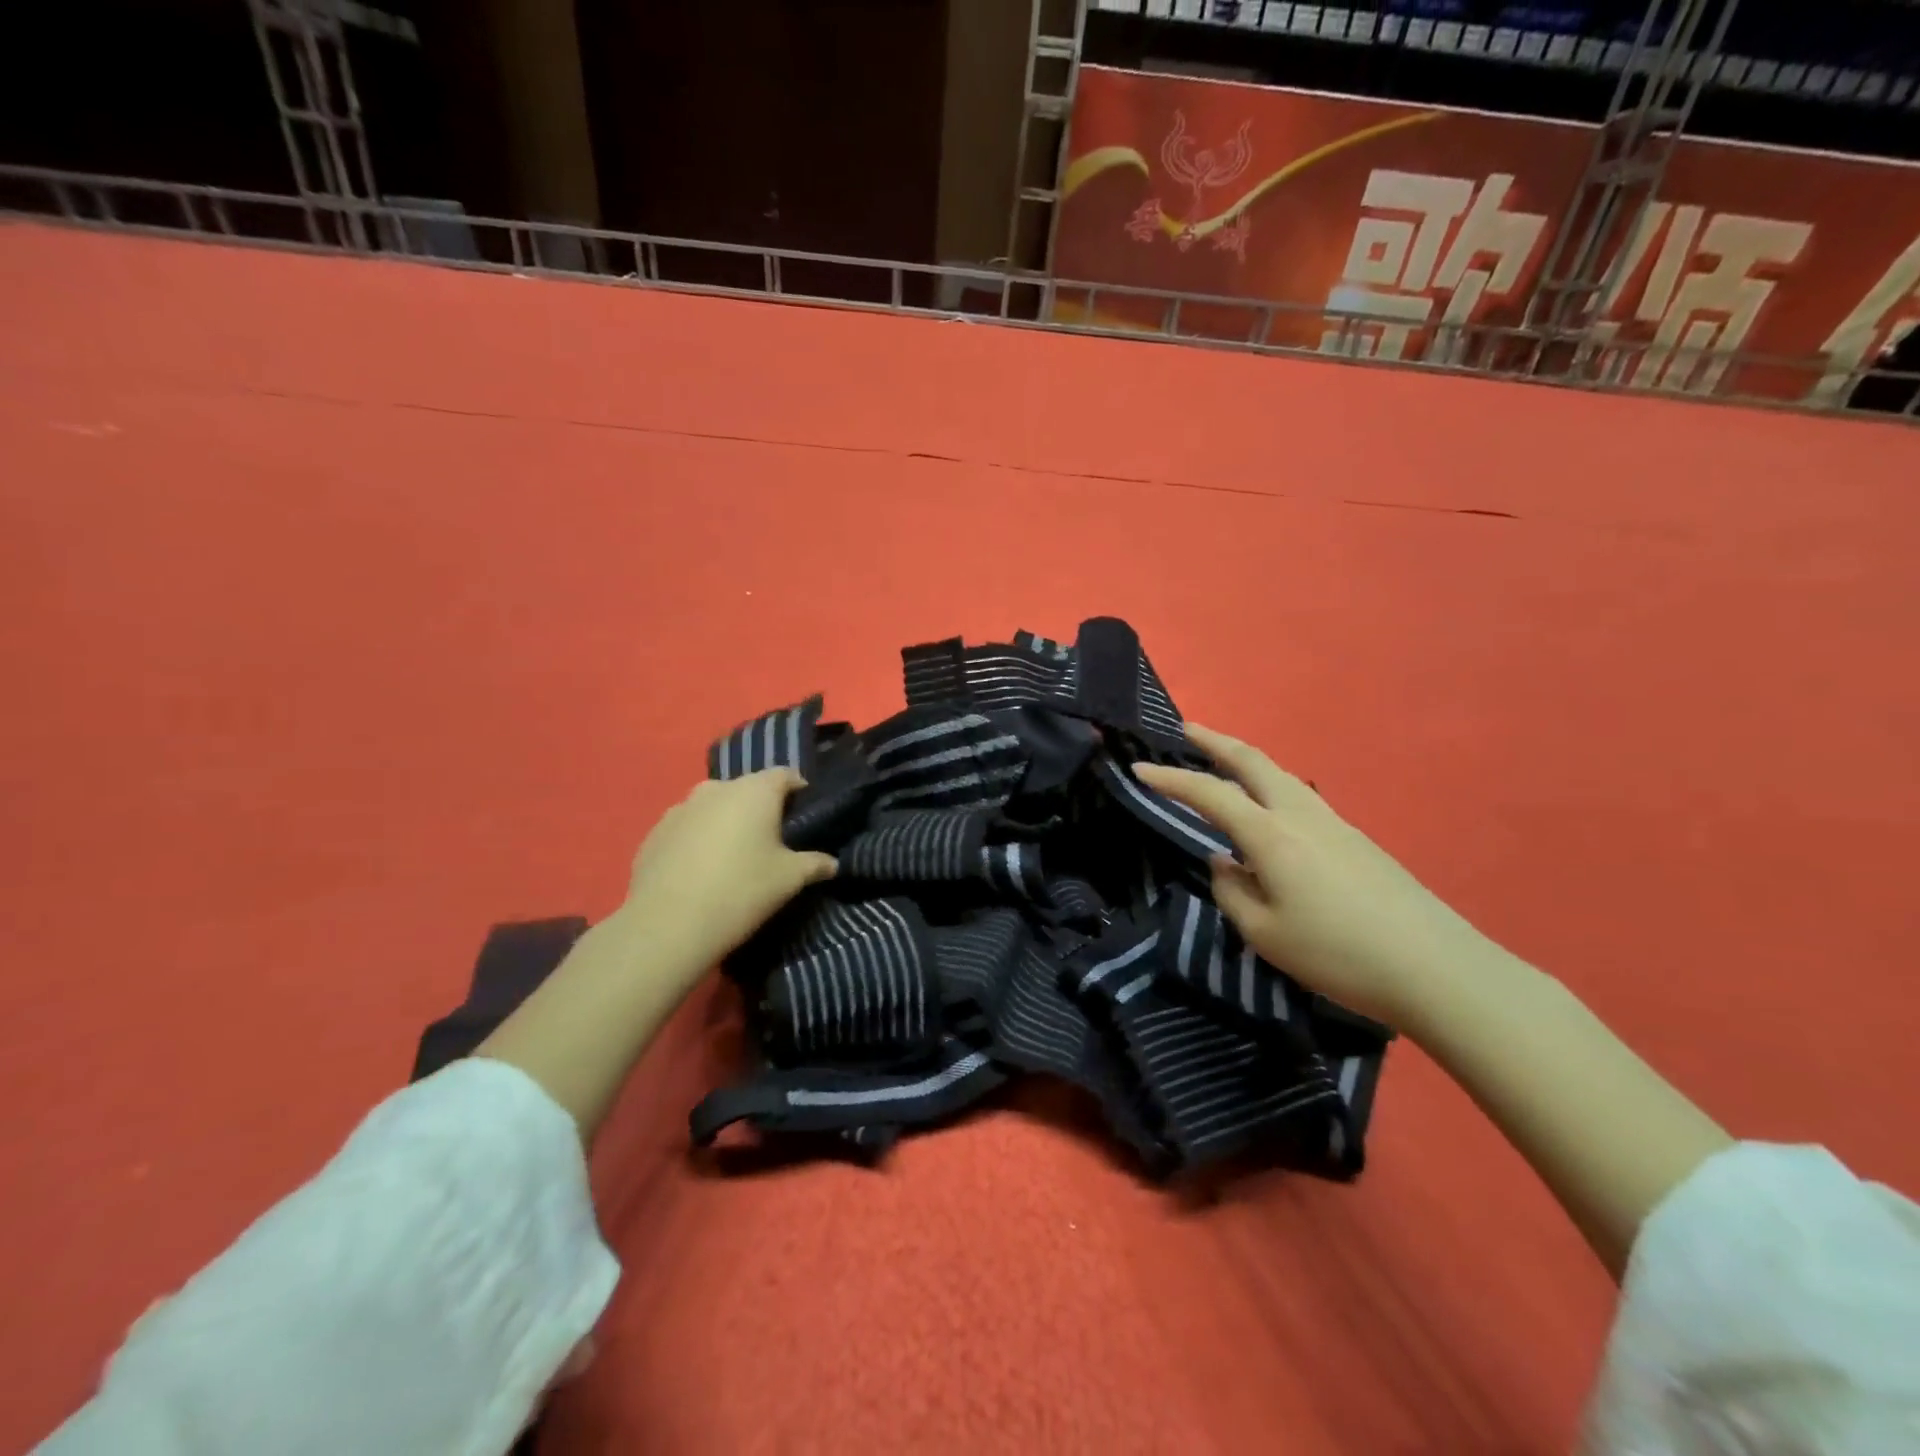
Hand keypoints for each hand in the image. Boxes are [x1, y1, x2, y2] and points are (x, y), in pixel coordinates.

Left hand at [624, 769, 837, 972]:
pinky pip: (687, 827)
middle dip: (761, 808)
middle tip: (772, 840)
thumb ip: (816, 864)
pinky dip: (698, 839)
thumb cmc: (741, 890)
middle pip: (747, 789)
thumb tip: (833, 863)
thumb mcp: (790, 879)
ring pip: (714, 807)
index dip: (799, 790)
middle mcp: (716, 788)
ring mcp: (680, 808)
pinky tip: (701, 871)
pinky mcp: (654, 832)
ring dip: (727, 822)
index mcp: (754, 791)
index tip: (805, 814)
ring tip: (734, 856)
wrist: (668, 925)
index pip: (786, 774)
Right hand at [1133, 725, 1493, 1027]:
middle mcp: (1302, 815)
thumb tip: (1224, 863)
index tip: (1138, 769)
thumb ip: (1233, 892)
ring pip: (1281, 776)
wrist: (1438, 969)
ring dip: (1245, 762)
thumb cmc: (1339, 955)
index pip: (1209, 794)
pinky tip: (1268, 816)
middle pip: (1253, 761)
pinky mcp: (1357, 841)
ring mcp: (1335, 824)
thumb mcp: (1266, 934)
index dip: (1170, 779)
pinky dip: (1270, 789)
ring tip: (1222, 766)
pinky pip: (1300, 799)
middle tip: (1186, 730)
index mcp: (1272, 835)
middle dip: (1215, 741)